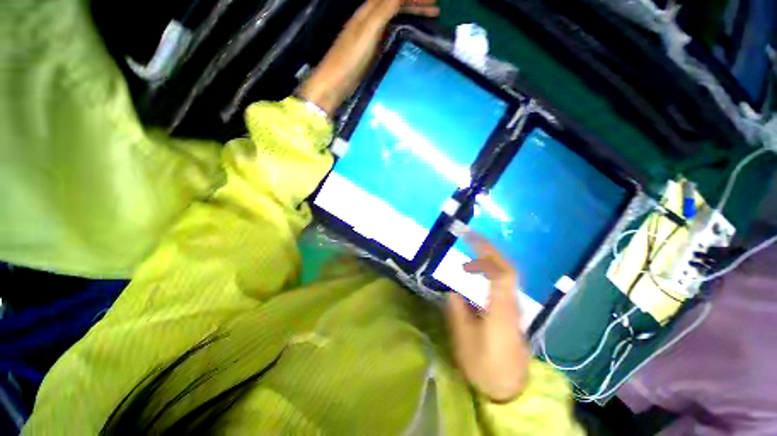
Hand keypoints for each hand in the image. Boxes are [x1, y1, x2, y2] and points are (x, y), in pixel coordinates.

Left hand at [297, 0, 438, 114]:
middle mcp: (369, 19)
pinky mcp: (370, 50)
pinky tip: (408, 37)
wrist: (334, 83)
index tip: (433, 3)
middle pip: (395, 4)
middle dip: (415, 5)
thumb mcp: (368, 31)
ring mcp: (369, 35)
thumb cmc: (350, 58)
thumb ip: (384, 9)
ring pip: (393, 18)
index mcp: (368, 11)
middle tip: (436, 10)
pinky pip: (389, 33)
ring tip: (427, 21)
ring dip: (410, 16)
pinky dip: (402, 30)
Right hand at [446, 233, 530, 402]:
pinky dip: (490, 269)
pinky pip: (501, 282)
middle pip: (506, 268)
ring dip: (489, 257)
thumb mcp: (465, 342)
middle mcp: (511, 303)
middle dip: (488, 249)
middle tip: (469, 236)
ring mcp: (513, 306)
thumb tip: (452, 292)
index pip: (499, 272)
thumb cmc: (486, 368)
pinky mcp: (510, 310)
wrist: (511, 390)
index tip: (469, 236)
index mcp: (501, 310)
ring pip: (506, 273)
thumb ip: (458, 313)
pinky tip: (477, 269)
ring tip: (471, 247)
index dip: (486, 251)